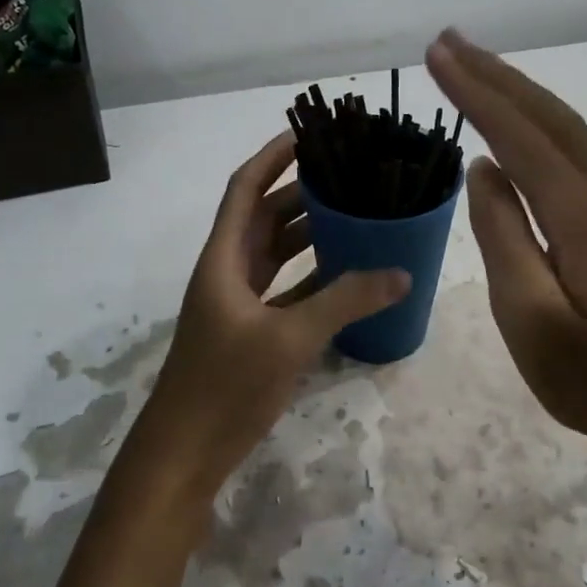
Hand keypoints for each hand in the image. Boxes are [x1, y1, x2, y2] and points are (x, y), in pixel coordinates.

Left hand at [138, 132, 409, 501]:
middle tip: (351, 175)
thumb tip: (401, 272)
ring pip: (278, 253)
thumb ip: (344, 302)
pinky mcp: (252, 332)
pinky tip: (349, 275)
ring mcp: (239, 303)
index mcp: (224, 258)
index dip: (272, 156)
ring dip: (311, 234)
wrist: (185, 452)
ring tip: (358, 216)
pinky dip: (314, 277)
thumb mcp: (288, 338)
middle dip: (303, 192)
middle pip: (266, 216)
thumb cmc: (225, 386)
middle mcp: (229, 271)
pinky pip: (287, 288)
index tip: (309, 133)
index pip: (246, 188)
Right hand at [425, 29, 586, 467]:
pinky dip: (543, 127)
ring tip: (477, 71)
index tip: (435, 55)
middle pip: (549, 115)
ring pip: (569, 130)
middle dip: (497, 75)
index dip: (473, 92)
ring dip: (521, 94)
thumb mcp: (529, 315)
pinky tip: (522, 132)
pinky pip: (579, 155)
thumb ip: (502, 235)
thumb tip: (483, 170)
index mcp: (582, 212)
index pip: (516, 134)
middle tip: (449, 42)